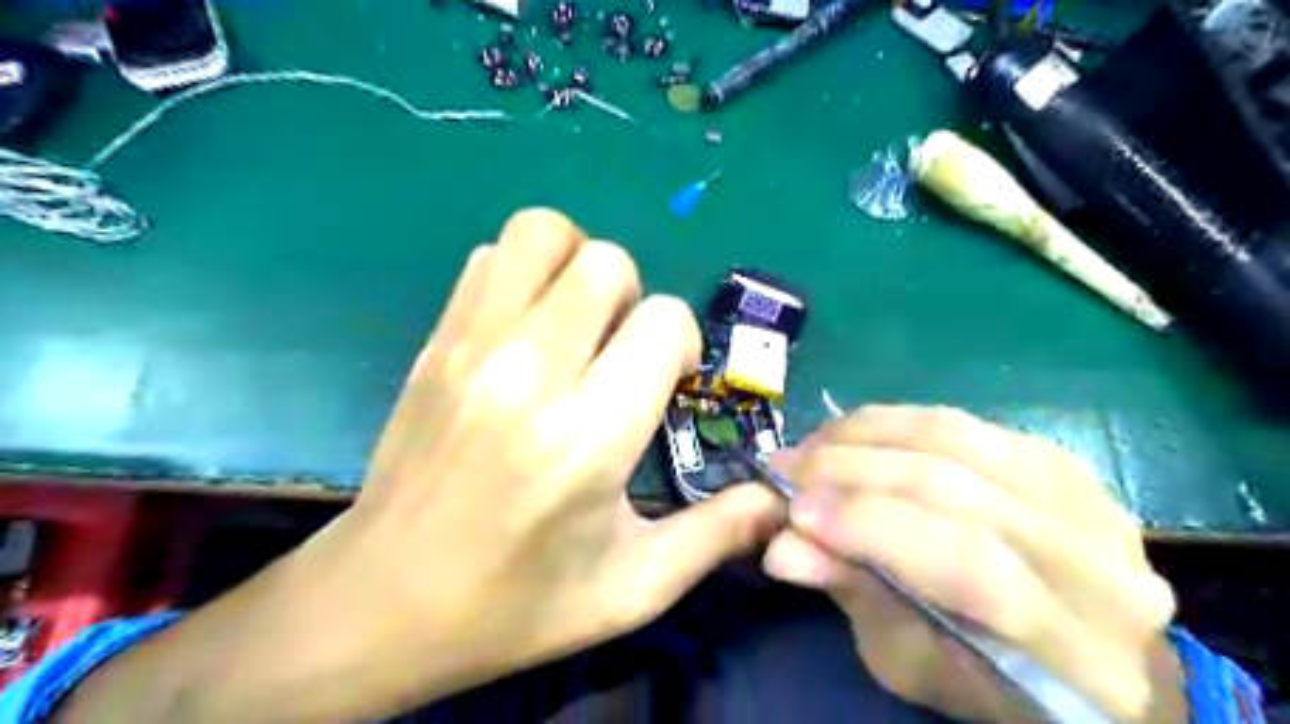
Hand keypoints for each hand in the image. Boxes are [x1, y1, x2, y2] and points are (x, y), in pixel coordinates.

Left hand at [56, 207, 775, 723]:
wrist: (383, 603)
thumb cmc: (517, 604)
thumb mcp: (633, 588)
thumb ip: (718, 535)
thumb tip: (779, 500)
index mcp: (588, 435)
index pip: (662, 321)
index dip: (680, 346)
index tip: (664, 387)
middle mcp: (529, 372)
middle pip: (607, 263)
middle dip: (633, 301)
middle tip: (618, 355)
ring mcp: (472, 346)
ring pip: (543, 233)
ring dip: (576, 267)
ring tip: (576, 326)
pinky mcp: (435, 340)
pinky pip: (490, 257)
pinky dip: (523, 274)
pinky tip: (526, 330)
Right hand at [757, 405, 1182, 723]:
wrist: (1074, 645)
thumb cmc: (984, 677)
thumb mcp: (911, 661)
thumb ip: (855, 595)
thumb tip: (782, 547)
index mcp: (1074, 650)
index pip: (967, 564)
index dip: (870, 525)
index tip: (793, 511)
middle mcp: (1099, 563)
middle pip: (956, 488)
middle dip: (852, 470)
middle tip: (785, 467)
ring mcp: (1088, 498)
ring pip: (956, 438)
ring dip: (865, 435)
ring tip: (811, 446)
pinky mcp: (1062, 459)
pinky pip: (962, 422)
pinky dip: (894, 422)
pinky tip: (853, 434)